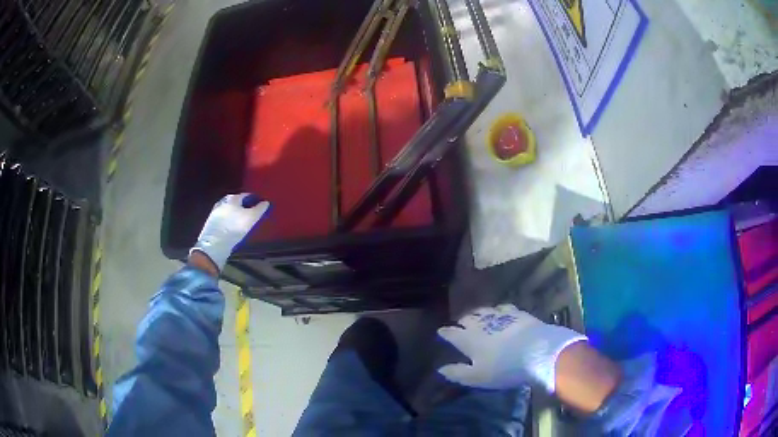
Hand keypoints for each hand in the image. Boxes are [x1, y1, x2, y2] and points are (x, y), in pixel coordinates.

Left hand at [190, 193, 269, 271]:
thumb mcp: (251, 218)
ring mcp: (215, 212)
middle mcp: (223, 202)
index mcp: (233, 198)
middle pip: (235, 201)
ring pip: (228, 209)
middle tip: (250, 211)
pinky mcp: (211, 222)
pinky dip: (228, 219)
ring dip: (234, 212)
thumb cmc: (235, 227)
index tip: (259, 204)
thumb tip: (265, 202)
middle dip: (243, 205)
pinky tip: (231, 226)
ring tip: (240, 219)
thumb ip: (260, 209)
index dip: (254, 199)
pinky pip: (222, 218)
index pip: (246, 195)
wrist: (215, 242)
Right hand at [437, 304, 586, 392]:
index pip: (452, 333)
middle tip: (461, 324)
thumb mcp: (477, 377)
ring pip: (484, 310)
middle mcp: (482, 323)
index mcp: (468, 339)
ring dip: (478, 313)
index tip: (441, 331)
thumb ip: (457, 373)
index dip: (445, 332)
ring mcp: (501, 316)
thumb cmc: (504, 368)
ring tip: (478, 316)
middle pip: (467, 318)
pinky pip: (503, 308)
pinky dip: (498, 310)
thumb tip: (441, 369)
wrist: (537, 351)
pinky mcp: (518, 313)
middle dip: (462, 321)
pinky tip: (501, 312)